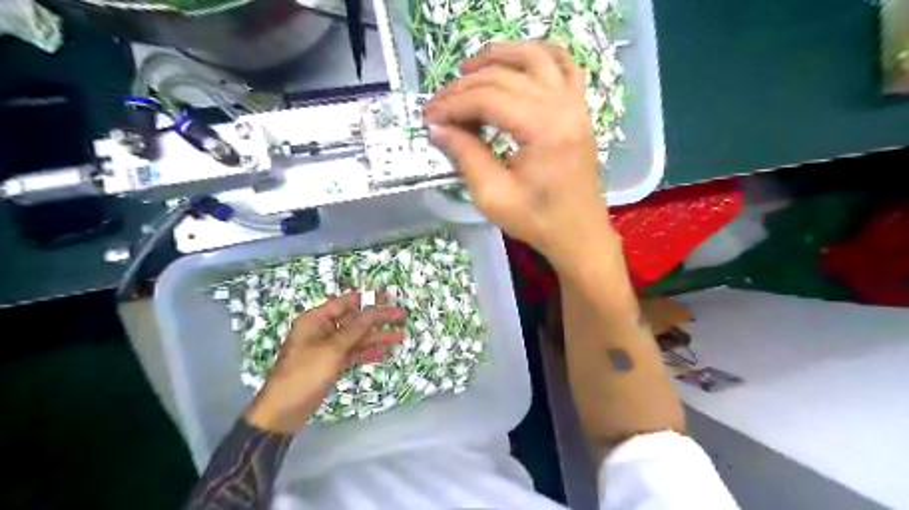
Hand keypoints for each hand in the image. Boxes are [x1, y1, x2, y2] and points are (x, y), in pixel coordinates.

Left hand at [248, 293, 407, 431]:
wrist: (283, 412)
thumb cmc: (303, 375)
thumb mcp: (330, 350)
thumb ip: (354, 329)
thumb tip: (373, 310)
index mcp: (316, 320)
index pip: (346, 303)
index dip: (368, 300)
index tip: (389, 298)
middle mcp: (323, 330)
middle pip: (355, 320)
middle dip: (378, 318)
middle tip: (402, 316)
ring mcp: (328, 348)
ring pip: (358, 337)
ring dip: (378, 336)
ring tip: (401, 335)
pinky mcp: (332, 363)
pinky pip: (354, 352)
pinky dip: (369, 352)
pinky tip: (386, 351)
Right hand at [425, 41, 620, 271]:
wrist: (578, 234)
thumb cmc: (537, 221)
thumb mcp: (493, 196)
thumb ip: (465, 156)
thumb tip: (438, 129)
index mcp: (544, 129)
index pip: (488, 98)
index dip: (453, 104)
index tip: (429, 117)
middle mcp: (563, 106)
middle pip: (505, 77)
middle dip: (465, 87)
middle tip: (440, 105)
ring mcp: (576, 104)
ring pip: (534, 57)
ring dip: (498, 57)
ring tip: (468, 70)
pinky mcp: (579, 109)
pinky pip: (564, 65)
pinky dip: (538, 55)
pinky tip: (516, 62)